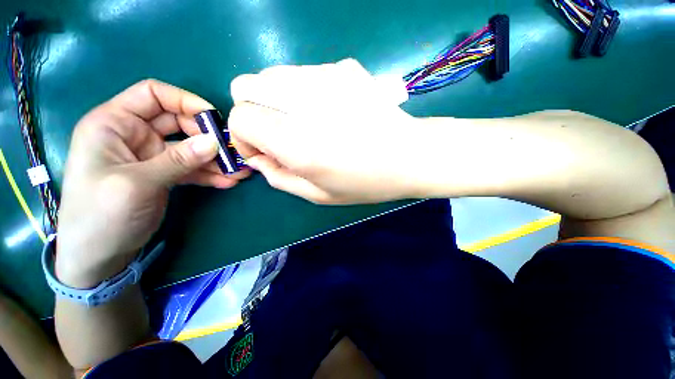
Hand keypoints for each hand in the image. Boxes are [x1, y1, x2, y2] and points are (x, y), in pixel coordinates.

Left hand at [56, 80, 248, 287]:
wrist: (98, 256)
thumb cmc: (100, 215)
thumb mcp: (137, 183)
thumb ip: (177, 160)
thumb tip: (215, 142)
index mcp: (114, 123)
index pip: (153, 95)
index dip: (185, 101)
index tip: (214, 119)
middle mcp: (134, 135)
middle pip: (179, 123)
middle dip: (208, 136)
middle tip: (232, 151)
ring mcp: (152, 156)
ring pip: (191, 148)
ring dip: (216, 159)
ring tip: (240, 171)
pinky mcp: (165, 175)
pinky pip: (192, 168)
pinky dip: (211, 174)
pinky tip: (229, 181)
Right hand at [228, 59, 418, 204]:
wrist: (410, 155)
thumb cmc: (366, 182)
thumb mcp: (319, 195)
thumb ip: (280, 177)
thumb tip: (258, 158)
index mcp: (297, 142)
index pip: (240, 118)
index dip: (244, 136)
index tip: (264, 150)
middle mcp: (303, 102)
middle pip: (246, 86)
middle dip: (254, 112)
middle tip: (281, 134)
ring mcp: (325, 76)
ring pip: (272, 75)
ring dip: (276, 101)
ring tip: (306, 123)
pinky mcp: (343, 68)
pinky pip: (303, 74)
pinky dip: (302, 93)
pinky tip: (329, 111)